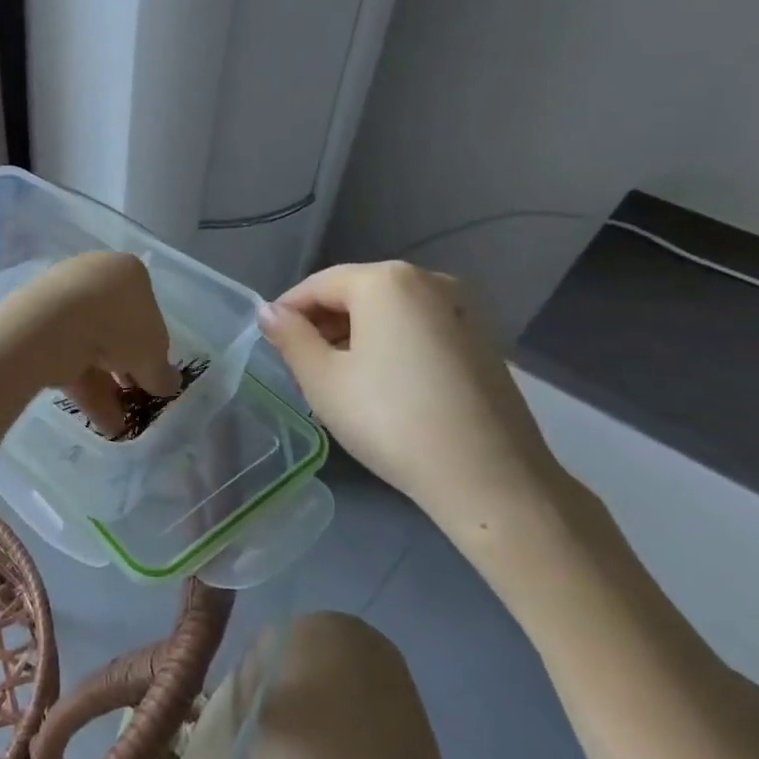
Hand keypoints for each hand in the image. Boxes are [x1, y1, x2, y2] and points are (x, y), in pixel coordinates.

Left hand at [0, 252, 181, 435]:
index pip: (146, 310)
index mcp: (127, 272)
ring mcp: (62, 299)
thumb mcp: (153, 355)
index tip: (152, 374)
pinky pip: (66, 356)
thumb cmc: (119, 326)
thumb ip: (162, 372)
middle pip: (115, 328)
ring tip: (116, 425)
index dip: (152, 346)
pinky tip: (98, 421)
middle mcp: (94, 277)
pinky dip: (83, 387)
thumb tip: (169, 383)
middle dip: (125, 368)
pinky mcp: (37, 324)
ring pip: (89, 346)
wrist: (54, 324)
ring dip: (105, 388)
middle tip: (134, 398)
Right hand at [259, 262, 563, 530]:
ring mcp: (461, 309)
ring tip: (337, 377)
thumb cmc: (390, 420)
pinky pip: (418, 328)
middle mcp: (427, 280)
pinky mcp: (481, 340)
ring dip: (355, 334)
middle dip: (323, 323)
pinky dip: (390, 344)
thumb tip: (269, 313)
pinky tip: (382, 384)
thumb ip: (290, 338)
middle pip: (356, 293)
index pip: (318, 285)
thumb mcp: (322, 380)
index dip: (287, 311)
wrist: (489, 478)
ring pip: (388, 312)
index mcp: (385, 280)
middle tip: (301, 364)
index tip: (270, 342)